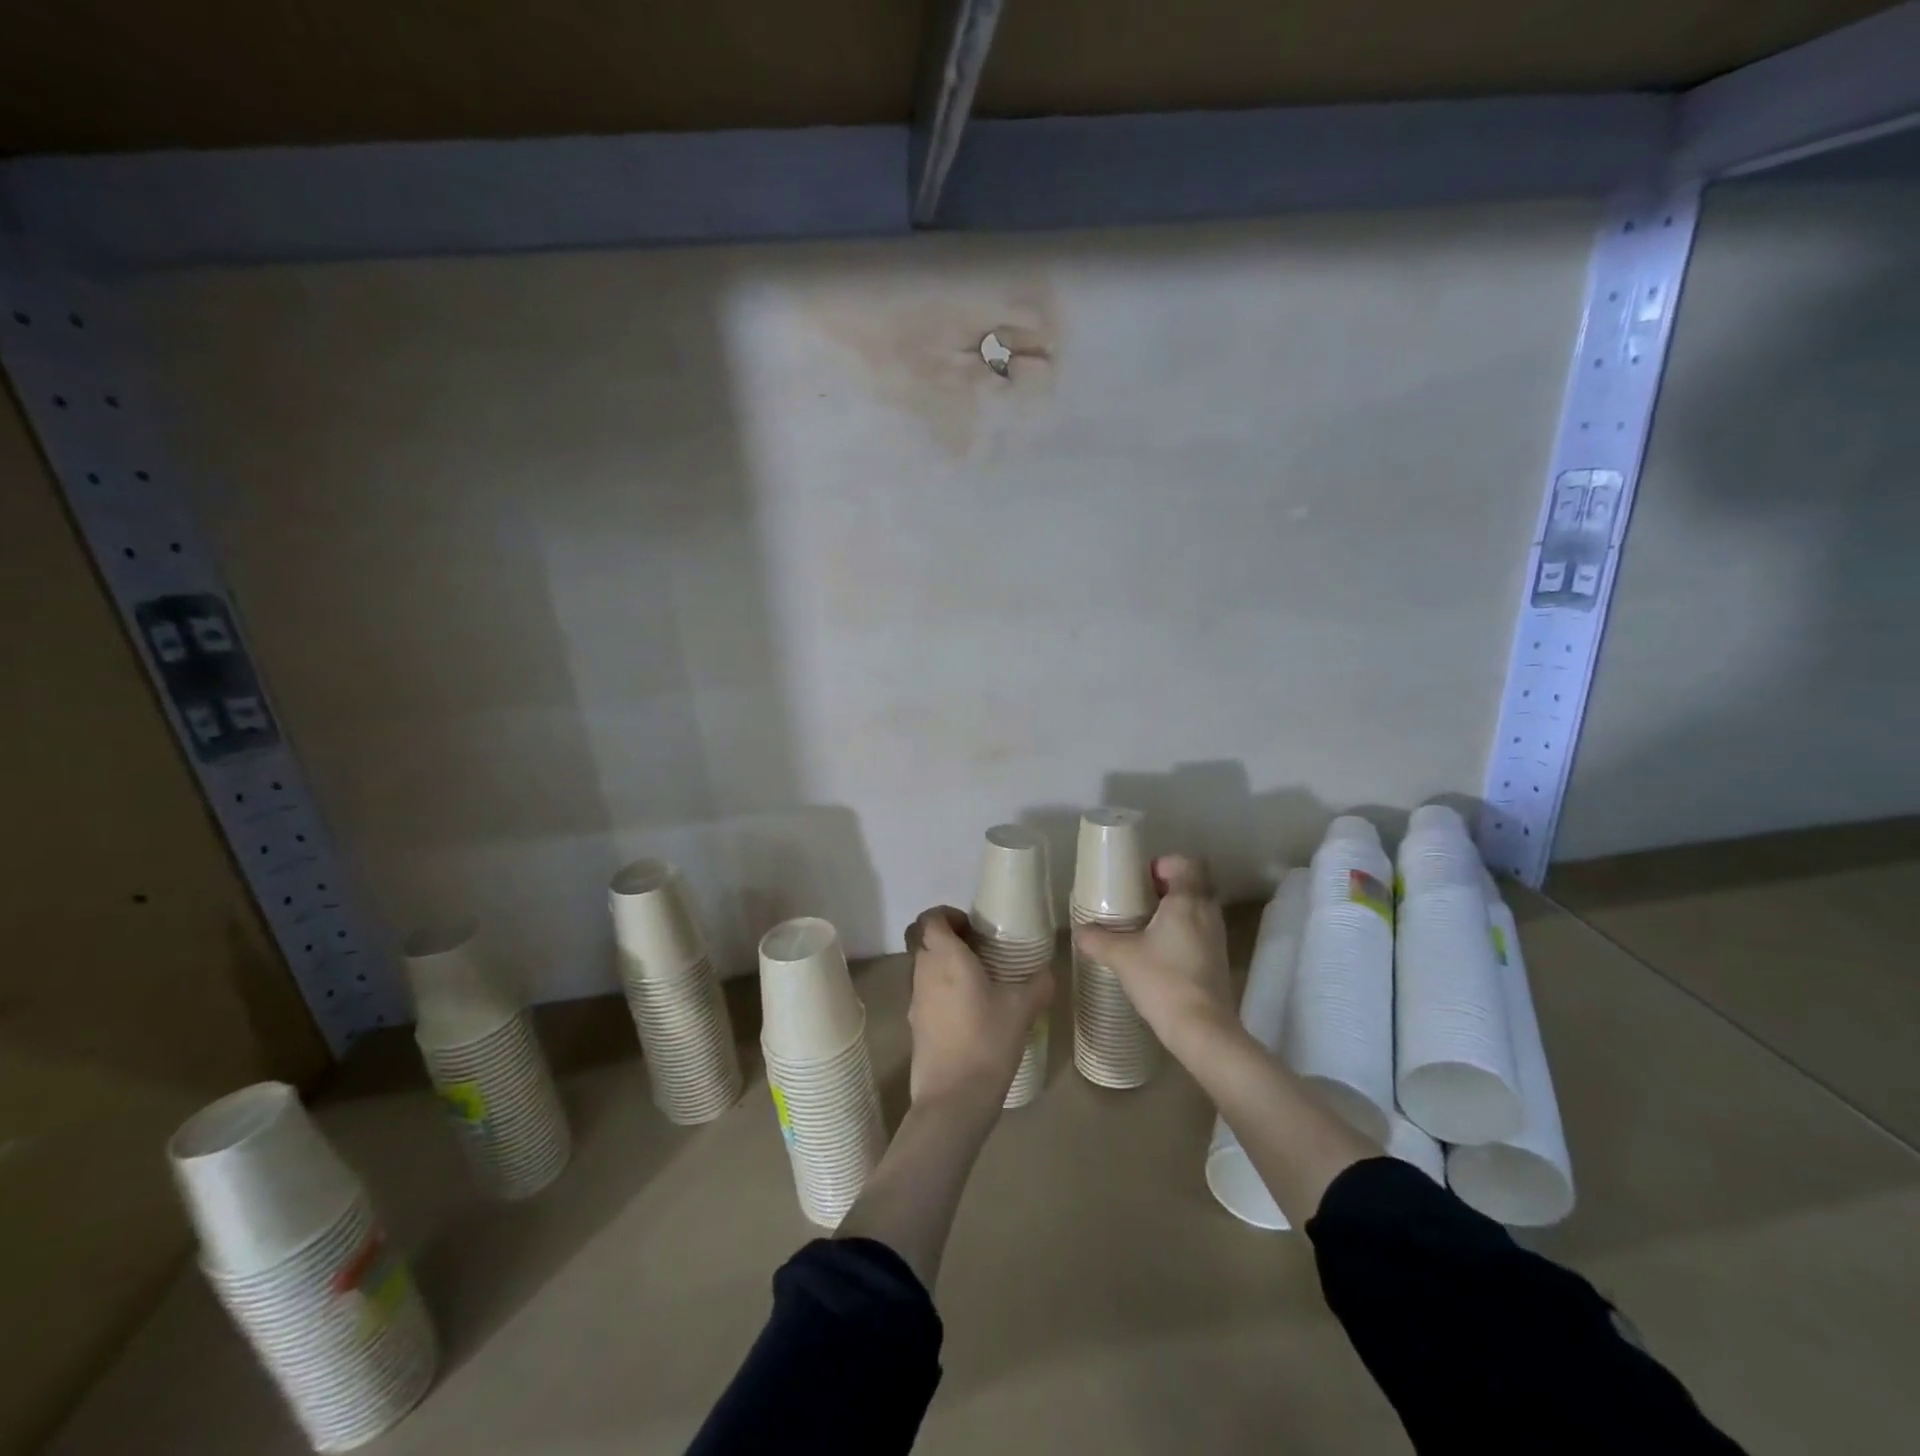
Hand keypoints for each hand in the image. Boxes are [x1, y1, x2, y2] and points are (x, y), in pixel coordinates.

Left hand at [904, 906, 1053, 1113]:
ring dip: (944, 964)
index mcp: (945, 957)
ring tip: (979, 980)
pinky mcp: (915, 1024)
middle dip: (945, 937)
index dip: (948, 915)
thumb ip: (1039, 983)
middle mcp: (923, 971)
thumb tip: (1048, 971)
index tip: (974, 929)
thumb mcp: (1023, 1008)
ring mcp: (915, 999)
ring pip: (922, 966)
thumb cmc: (987, 1041)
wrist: (953, 1098)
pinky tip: (970, 1010)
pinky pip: (925, 992)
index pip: (930, 918)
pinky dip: (942, 990)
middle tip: (977, 950)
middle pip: (921, 939)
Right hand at [1073, 855, 1234, 1049]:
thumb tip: (1078, 930)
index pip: (1184, 863)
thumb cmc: (1162, 981)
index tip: (1137, 880)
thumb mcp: (1121, 957)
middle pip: (1191, 884)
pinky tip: (1158, 952)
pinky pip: (1199, 931)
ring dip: (1173, 911)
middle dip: (1165, 888)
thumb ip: (1097, 939)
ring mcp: (1216, 937)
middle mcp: (1207, 912)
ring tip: (1143, 926)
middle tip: (1136, 901)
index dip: (1161, 865)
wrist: (1202, 1030)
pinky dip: (1181, 932)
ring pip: (1196, 909)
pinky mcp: (1218, 959)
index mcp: (1187, 900)